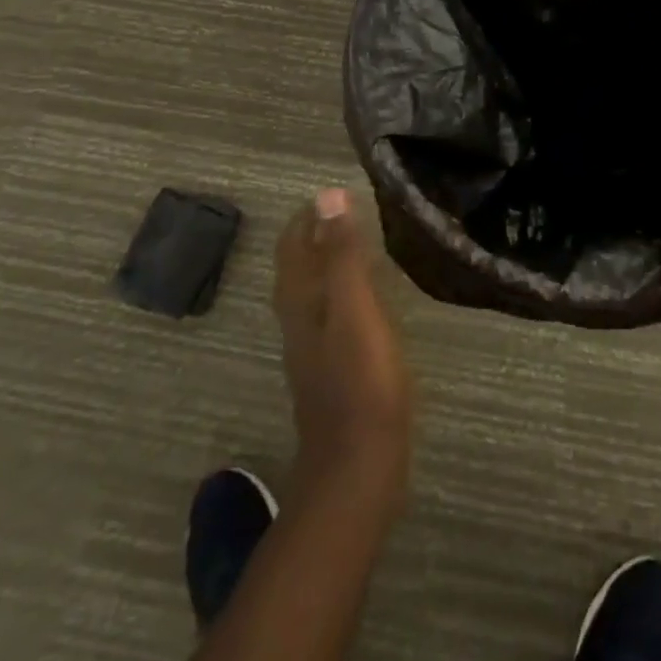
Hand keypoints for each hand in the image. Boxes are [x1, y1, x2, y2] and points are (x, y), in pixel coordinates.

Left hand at [273, 188, 413, 501]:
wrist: (358, 469)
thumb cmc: (361, 382)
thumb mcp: (356, 308)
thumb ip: (342, 254)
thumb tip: (327, 195)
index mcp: (300, 303)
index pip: (293, 246)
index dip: (308, 216)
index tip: (334, 191)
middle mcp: (298, 322)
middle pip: (299, 268)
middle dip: (318, 236)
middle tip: (352, 211)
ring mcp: (314, 350)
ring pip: (313, 292)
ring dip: (330, 263)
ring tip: (361, 244)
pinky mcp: (333, 371)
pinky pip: (331, 314)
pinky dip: (343, 291)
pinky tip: (367, 297)